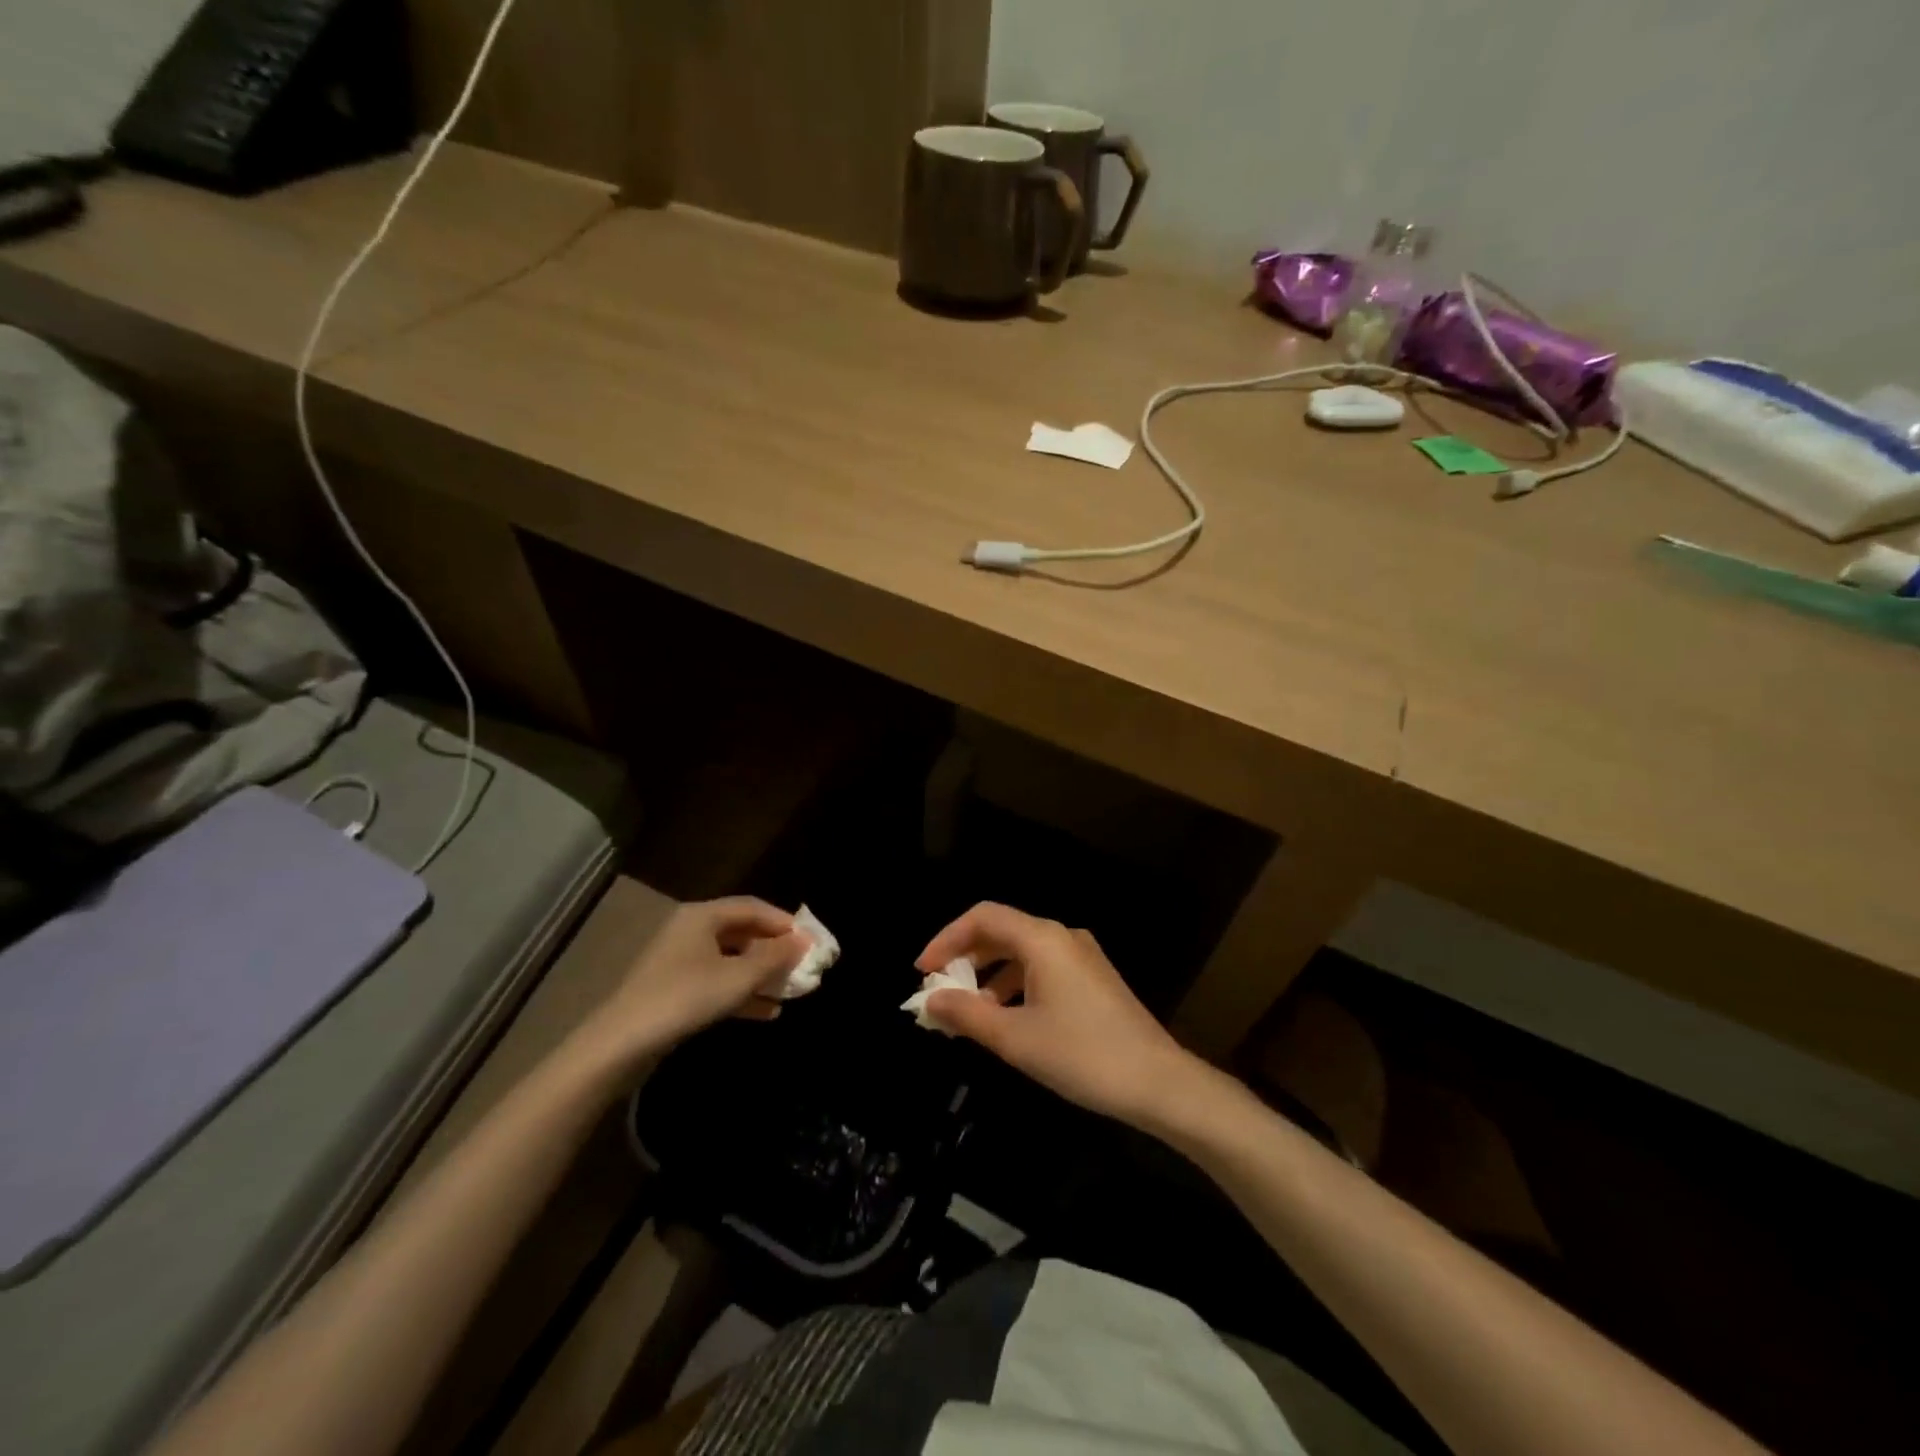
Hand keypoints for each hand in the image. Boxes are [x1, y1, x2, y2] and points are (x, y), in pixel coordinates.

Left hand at [588, 897, 808, 1055]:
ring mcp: (681, 961)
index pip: (754, 908)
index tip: (812, 942)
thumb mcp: (738, 977)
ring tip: (791, 992)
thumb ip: (775, 957)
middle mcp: (692, 931)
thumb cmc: (685, 998)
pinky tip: (767, 1012)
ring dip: (762, 975)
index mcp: (703, 915)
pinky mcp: (675, 990)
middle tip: (803, 967)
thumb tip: (804, 941)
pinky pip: (718, 982)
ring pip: (733, 960)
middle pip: (744, 933)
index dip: (785, 923)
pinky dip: (743, 992)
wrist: (620, 1045)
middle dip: (775, 951)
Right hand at [916, 903, 1205, 1125]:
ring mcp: (1081, 957)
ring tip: (968, 1012)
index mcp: (1043, 939)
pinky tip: (1006, 1019)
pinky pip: (1042, 969)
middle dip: (966, 958)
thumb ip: (967, 1015)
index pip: (983, 917)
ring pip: (1022, 952)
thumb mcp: (1015, 1038)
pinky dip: (1015, 985)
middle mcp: (1062, 936)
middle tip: (940, 991)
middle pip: (1002, 931)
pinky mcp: (1093, 979)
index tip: (923, 971)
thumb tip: (931, 1000)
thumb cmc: (1082, 1055)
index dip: (947, 938)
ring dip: (989, 976)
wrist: (1159, 1083)